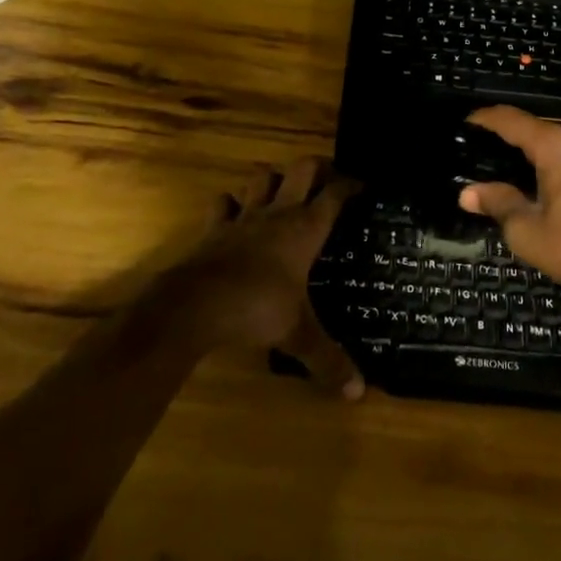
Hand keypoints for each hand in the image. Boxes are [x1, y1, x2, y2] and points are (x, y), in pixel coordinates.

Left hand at [163, 159, 364, 398]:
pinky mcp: (215, 228)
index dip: (352, 184)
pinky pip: (224, 203)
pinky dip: (232, 203)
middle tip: (327, 178)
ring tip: (284, 188)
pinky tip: (236, 212)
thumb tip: (358, 393)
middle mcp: (279, 213)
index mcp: (305, 229)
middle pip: (302, 169)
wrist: (196, 305)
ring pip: (263, 177)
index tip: (364, 185)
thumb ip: (328, 360)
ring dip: (275, 178)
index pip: (335, 194)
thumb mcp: (297, 335)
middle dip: (317, 167)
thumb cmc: (256, 309)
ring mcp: (244, 216)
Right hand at [457, 106, 560, 314]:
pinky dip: (550, 160)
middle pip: (534, 128)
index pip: (512, 120)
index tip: (464, 124)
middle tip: (480, 152)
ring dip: (530, 149)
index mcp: (555, 147)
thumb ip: (498, 203)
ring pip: (555, 141)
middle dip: (506, 136)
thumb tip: (467, 192)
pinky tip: (537, 181)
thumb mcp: (528, 231)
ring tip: (505, 166)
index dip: (485, 119)